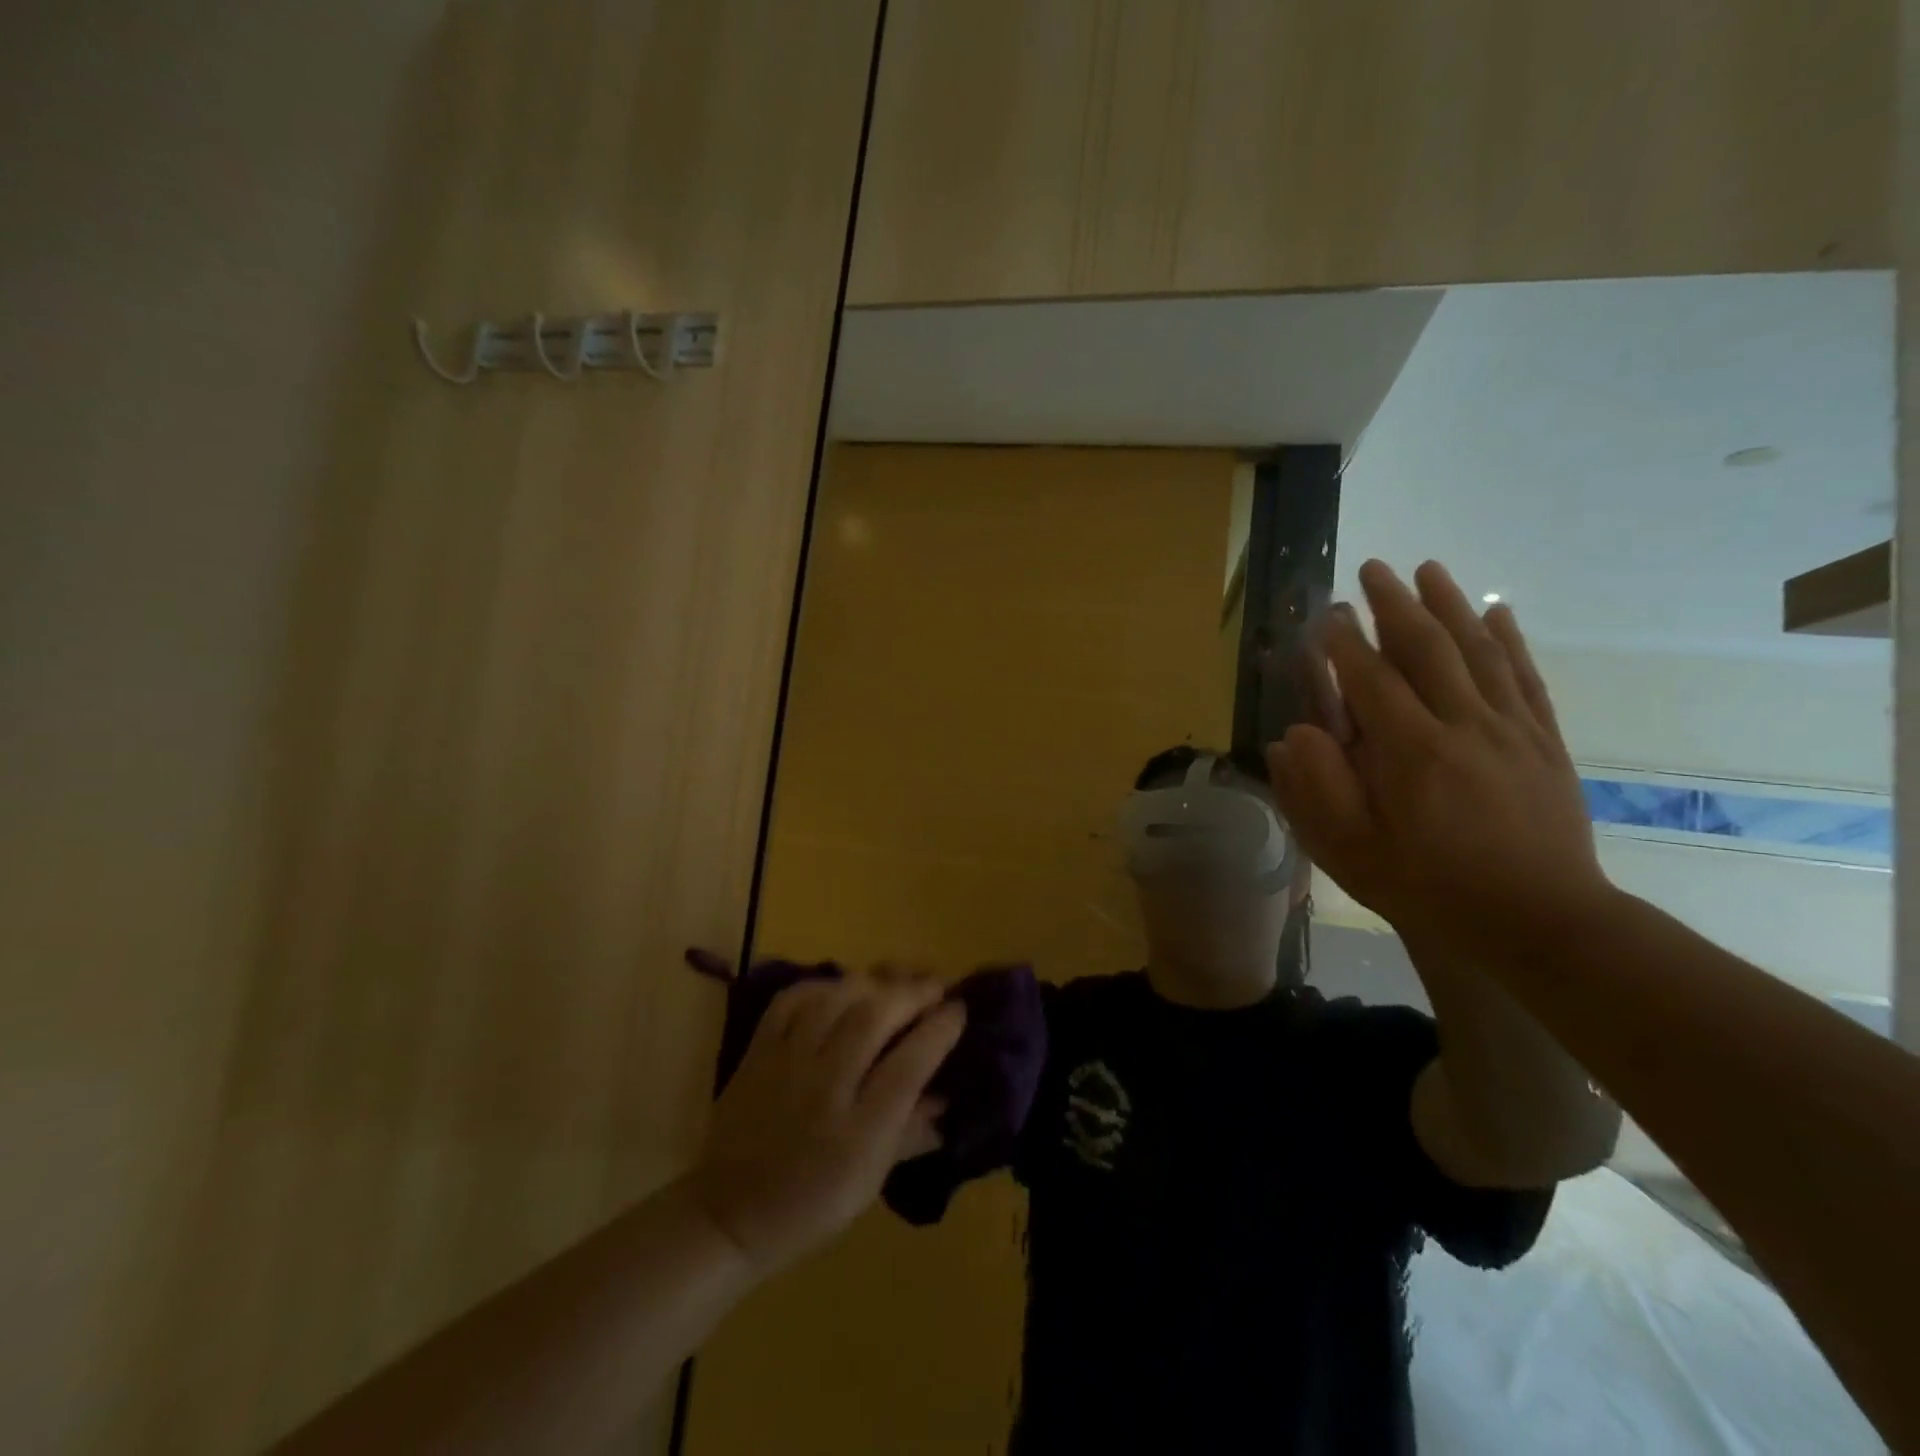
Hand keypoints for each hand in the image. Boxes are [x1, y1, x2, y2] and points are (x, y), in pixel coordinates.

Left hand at [687, 974, 964, 1275]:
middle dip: (912, 993)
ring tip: (896, 978)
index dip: (939, 1030)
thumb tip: (947, 1096)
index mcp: (859, 1130)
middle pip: (874, 1017)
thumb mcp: (871, 1181)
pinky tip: (840, 987)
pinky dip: (820, 985)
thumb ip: (911, 1132)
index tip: (960, 1009)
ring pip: (835, 999)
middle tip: (935, 984)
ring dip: (873, 981)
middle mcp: (825, 1086)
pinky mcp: (758, 1050)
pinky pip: (791, 1000)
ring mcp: (787, 1062)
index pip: (909, 1064)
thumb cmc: (811, 1205)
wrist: (730, 1214)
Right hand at [1268, 559, 1612, 957]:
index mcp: (1409, 751)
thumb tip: (1293, 736)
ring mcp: (1509, 730)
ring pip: (1478, 651)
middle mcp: (1461, 725)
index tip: (1325, 614)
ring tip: (1429, 569)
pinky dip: (1509, 640)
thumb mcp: (1352, 851)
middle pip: (1427, 648)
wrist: (1538, 921)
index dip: (1343, 643)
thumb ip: (1317, 789)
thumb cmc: (1429, 887)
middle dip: (1395, 604)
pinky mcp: (1543, 742)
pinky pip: (1524, 678)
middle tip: (1373, 568)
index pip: (1370, 679)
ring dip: (1451, 605)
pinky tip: (1497, 613)